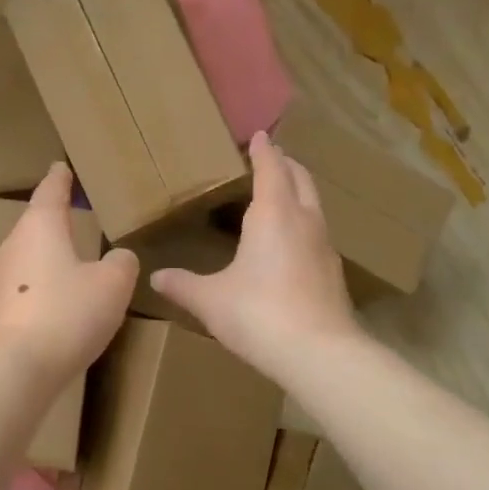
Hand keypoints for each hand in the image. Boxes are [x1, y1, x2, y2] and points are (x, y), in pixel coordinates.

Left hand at [0, 162, 137, 385]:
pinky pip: (23, 287)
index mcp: (40, 227)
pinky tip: (56, 302)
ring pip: (27, 257)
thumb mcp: (112, 285)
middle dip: (52, 220)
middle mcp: (13, 246)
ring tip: (68, 259)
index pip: (50, 192)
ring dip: (46, 256)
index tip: (60, 167)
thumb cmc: (67, 313)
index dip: (59, 179)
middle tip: (70, 215)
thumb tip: (119, 258)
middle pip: (34, 225)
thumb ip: (121, 264)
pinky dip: (41, 287)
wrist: (15, 367)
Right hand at [151, 132, 359, 381]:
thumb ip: (183, 285)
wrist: (318, 353)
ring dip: (299, 193)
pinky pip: (317, 233)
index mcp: (273, 215)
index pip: (271, 169)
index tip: (259, 136)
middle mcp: (304, 222)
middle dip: (287, 165)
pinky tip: (291, 243)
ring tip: (281, 194)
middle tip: (272, 158)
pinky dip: (304, 223)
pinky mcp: (333, 273)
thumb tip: (155, 276)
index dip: (264, 151)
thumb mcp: (210, 299)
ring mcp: (324, 247)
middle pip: (301, 180)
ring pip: (314, 206)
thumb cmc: (258, 314)